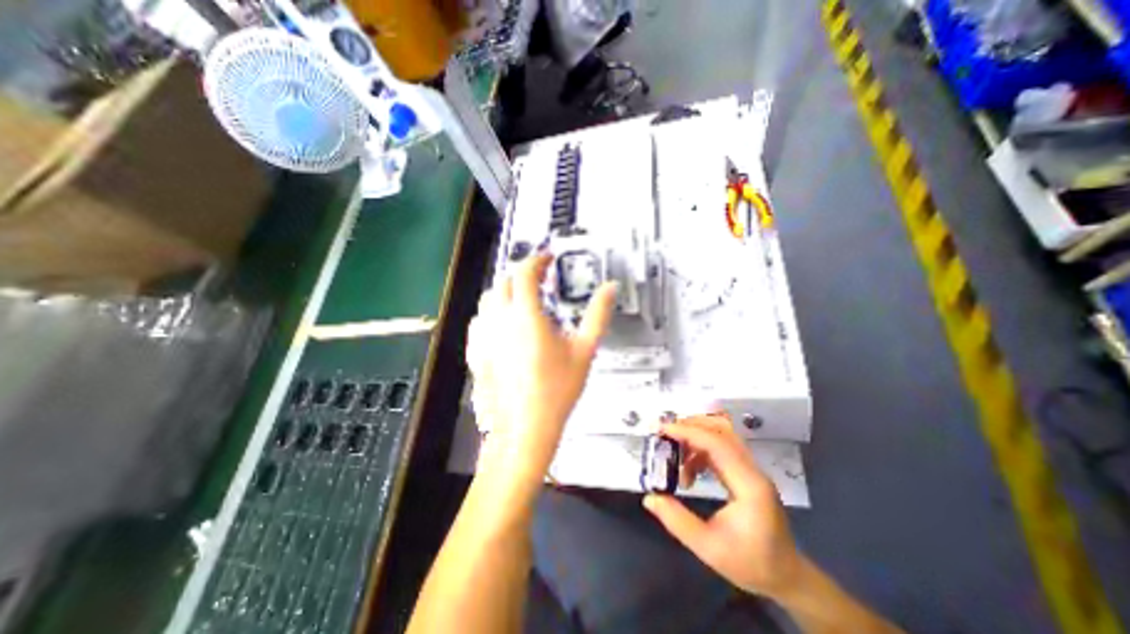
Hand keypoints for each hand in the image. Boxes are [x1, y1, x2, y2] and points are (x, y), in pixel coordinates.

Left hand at [468, 254, 616, 497]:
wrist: (524, 429)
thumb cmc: (558, 389)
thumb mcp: (585, 350)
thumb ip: (598, 315)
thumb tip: (610, 287)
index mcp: (525, 315)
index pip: (525, 273)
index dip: (537, 260)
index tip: (549, 258)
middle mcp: (499, 320)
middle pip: (504, 282)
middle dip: (522, 274)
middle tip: (540, 279)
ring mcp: (482, 336)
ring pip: (488, 299)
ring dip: (505, 290)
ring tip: (523, 298)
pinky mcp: (475, 352)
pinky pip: (479, 320)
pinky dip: (491, 311)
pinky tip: (503, 324)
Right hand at [645, 416, 803, 599]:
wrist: (787, 577)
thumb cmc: (750, 564)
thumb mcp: (708, 548)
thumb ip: (677, 521)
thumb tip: (649, 498)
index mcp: (748, 484)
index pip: (716, 444)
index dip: (688, 432)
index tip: (662, 430)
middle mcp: (752, 470)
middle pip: (722, 430)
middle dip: (691, 425)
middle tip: (666, 434)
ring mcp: (751, 469)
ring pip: (722, 435)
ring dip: (696, 435)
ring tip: (674, 452)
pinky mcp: (747, 472)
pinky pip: (722, 448)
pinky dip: (701, 449)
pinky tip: (690, 469)